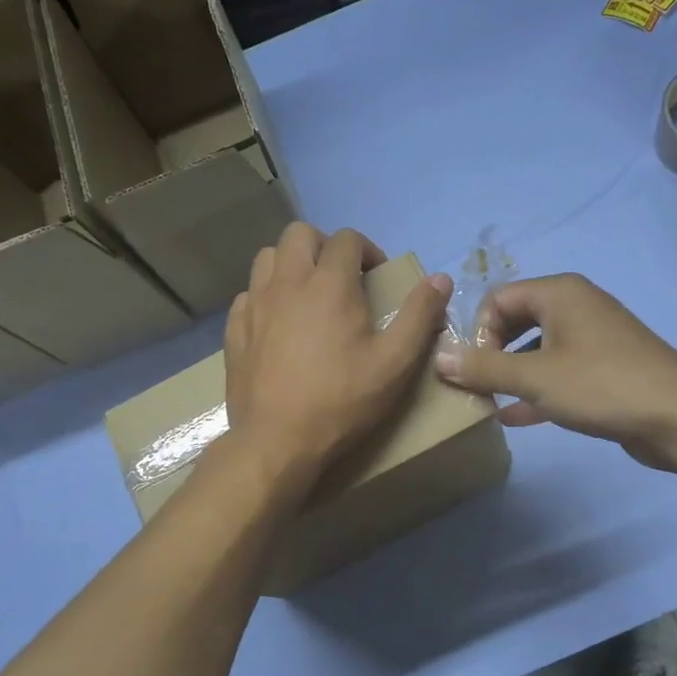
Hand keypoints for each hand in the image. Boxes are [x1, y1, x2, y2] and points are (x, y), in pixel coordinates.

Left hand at [224, 223, 451, 491]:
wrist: (277, 441)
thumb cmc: (342, 400)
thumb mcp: (395, 362)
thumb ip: (420, 316)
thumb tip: (441, 278)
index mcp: (329, 283)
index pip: (347, 239)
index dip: (367, 250)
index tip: (377, 278)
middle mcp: (287, 281)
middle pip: (300, 233)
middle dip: (324, 246)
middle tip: (342, 278)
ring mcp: (255, 303)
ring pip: (268, 257)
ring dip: (292, 263)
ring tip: (309, 295)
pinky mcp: (235, 329)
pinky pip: (249, 293)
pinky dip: (267, 295)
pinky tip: (280, 323)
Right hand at [433, 273, 676, 469]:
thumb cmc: (601, 385)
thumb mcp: (535, 377)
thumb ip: (484, 367)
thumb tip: (438, 356)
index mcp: (559, 293)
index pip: (497, 299)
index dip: (478, 333)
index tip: (475, 370)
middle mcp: (576, 306)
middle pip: (516, 320)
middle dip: (492, 352)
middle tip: (479, 385)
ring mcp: (594, 338)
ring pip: (538, 349)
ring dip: (512, 373)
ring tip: (489, 402)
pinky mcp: (606, 369)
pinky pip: (559, 372)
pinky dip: (537, 389)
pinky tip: (514, 417)